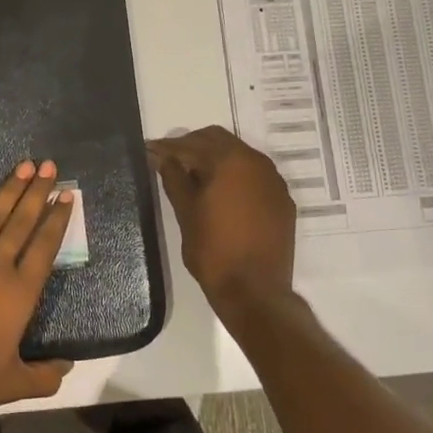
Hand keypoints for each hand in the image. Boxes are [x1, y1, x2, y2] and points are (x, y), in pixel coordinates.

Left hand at [0, 160, 74, 425]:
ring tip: (23, 165)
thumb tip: (68, 366)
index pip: (44, 247)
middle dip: (37, 191)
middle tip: (49, 165)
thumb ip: (45, 374)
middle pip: (21, 222)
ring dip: (8, 190)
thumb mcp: (13, 384)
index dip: (57, 219)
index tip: (66, 195)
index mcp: (20, 293)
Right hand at [148, 127, 297, 319]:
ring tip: (193, 176)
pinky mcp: (282, 200)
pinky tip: (221, 192)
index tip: (150, 150)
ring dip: (215, 158)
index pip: (192, 144)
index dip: (168, 147)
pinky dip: (235, 175)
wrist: (255, 291)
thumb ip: (174, 179)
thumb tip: (162, 158)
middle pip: (218, 140)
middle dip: (192, 146)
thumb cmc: (214, 251)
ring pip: (239, 155)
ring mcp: (274, 181)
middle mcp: (256, 163)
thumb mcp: (186, 213)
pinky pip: (255, 175)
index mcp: (230, 161)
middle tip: (170, 160)